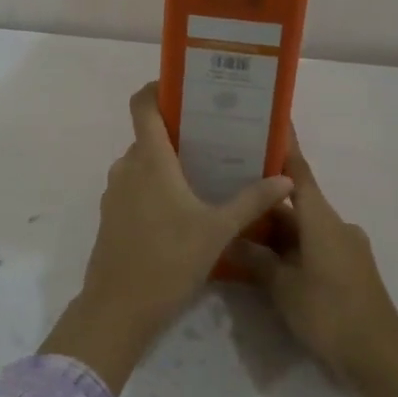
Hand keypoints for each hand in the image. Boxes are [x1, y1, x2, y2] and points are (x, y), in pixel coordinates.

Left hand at [40, 82, 292, 393]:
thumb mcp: (218, 231)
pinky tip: (184, 206)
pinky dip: (157, 185)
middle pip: (150, 134)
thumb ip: (252, 201)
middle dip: (180, 131)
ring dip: (169, 161)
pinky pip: (136, 185)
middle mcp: (127, 166)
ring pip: (144, 162)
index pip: (143, 104)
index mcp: (150, 159)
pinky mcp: (112, 215)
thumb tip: (285, 179)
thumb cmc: (168, 260)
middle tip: (217, 135)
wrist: (118, 309)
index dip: (159, 88)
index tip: (186, 87)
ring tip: (206, 170)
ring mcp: (115, 192)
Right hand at [232, 137, 397, 385]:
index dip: (283, 147)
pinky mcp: (348, 269)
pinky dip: (290, 248)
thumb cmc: (329, 311)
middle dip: (265, 199)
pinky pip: (313, 247)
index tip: (269, 123)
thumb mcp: (283, 287)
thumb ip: (257, 260)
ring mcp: (345, 247)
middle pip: (296, 202)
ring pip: (303, 228)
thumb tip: (233, 239)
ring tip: (240, 227)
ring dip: (275, 229)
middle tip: (231, 188)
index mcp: (321, 218)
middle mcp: (335, 224)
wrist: (379, 354)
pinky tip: (266, 260)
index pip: (298, 171)